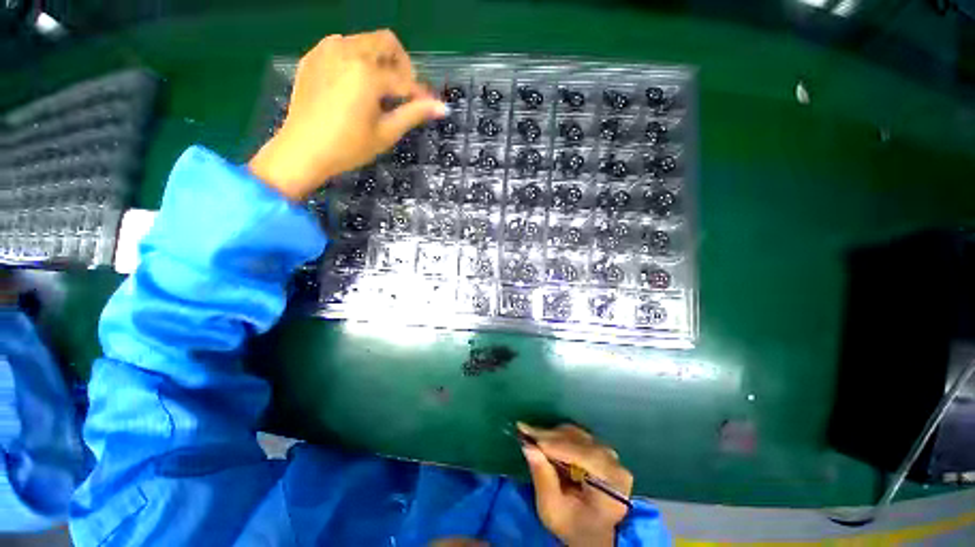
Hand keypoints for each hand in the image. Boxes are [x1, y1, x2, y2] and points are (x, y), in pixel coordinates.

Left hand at [249, 30, 447, 199]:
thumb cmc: (348, 147)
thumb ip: (414, 114)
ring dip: (379, 61)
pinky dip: (357, 61)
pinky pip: (342, 47)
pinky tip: (355, 86)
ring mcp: (326, 50)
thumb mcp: (385, 133)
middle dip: (401, 65)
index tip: (428, 106)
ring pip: (364, 41)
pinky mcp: (313, 57)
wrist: (302, 150)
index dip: (419, 94)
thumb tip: (442, 108)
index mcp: (367, 73)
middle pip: (386, 42)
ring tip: (379, 91)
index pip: (404, 79)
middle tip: (403, 92)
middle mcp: (347, 51)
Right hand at [519, 423, 632, 546]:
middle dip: (549, 437)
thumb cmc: (573, 527)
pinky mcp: (601, 451)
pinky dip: (559, 437)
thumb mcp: (553, 510)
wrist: (593, 536)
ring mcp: (609, 455)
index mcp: (611, 481)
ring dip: (552, 436)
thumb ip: (542, 478)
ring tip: (533, 438)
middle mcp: (614, 462)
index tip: (526, 434)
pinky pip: (578, 437)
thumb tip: (528, 446)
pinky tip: (545, 440)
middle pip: (578, 441)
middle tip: (524, 432)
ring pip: (577, 435)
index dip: (552, 443)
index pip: (581, 454)